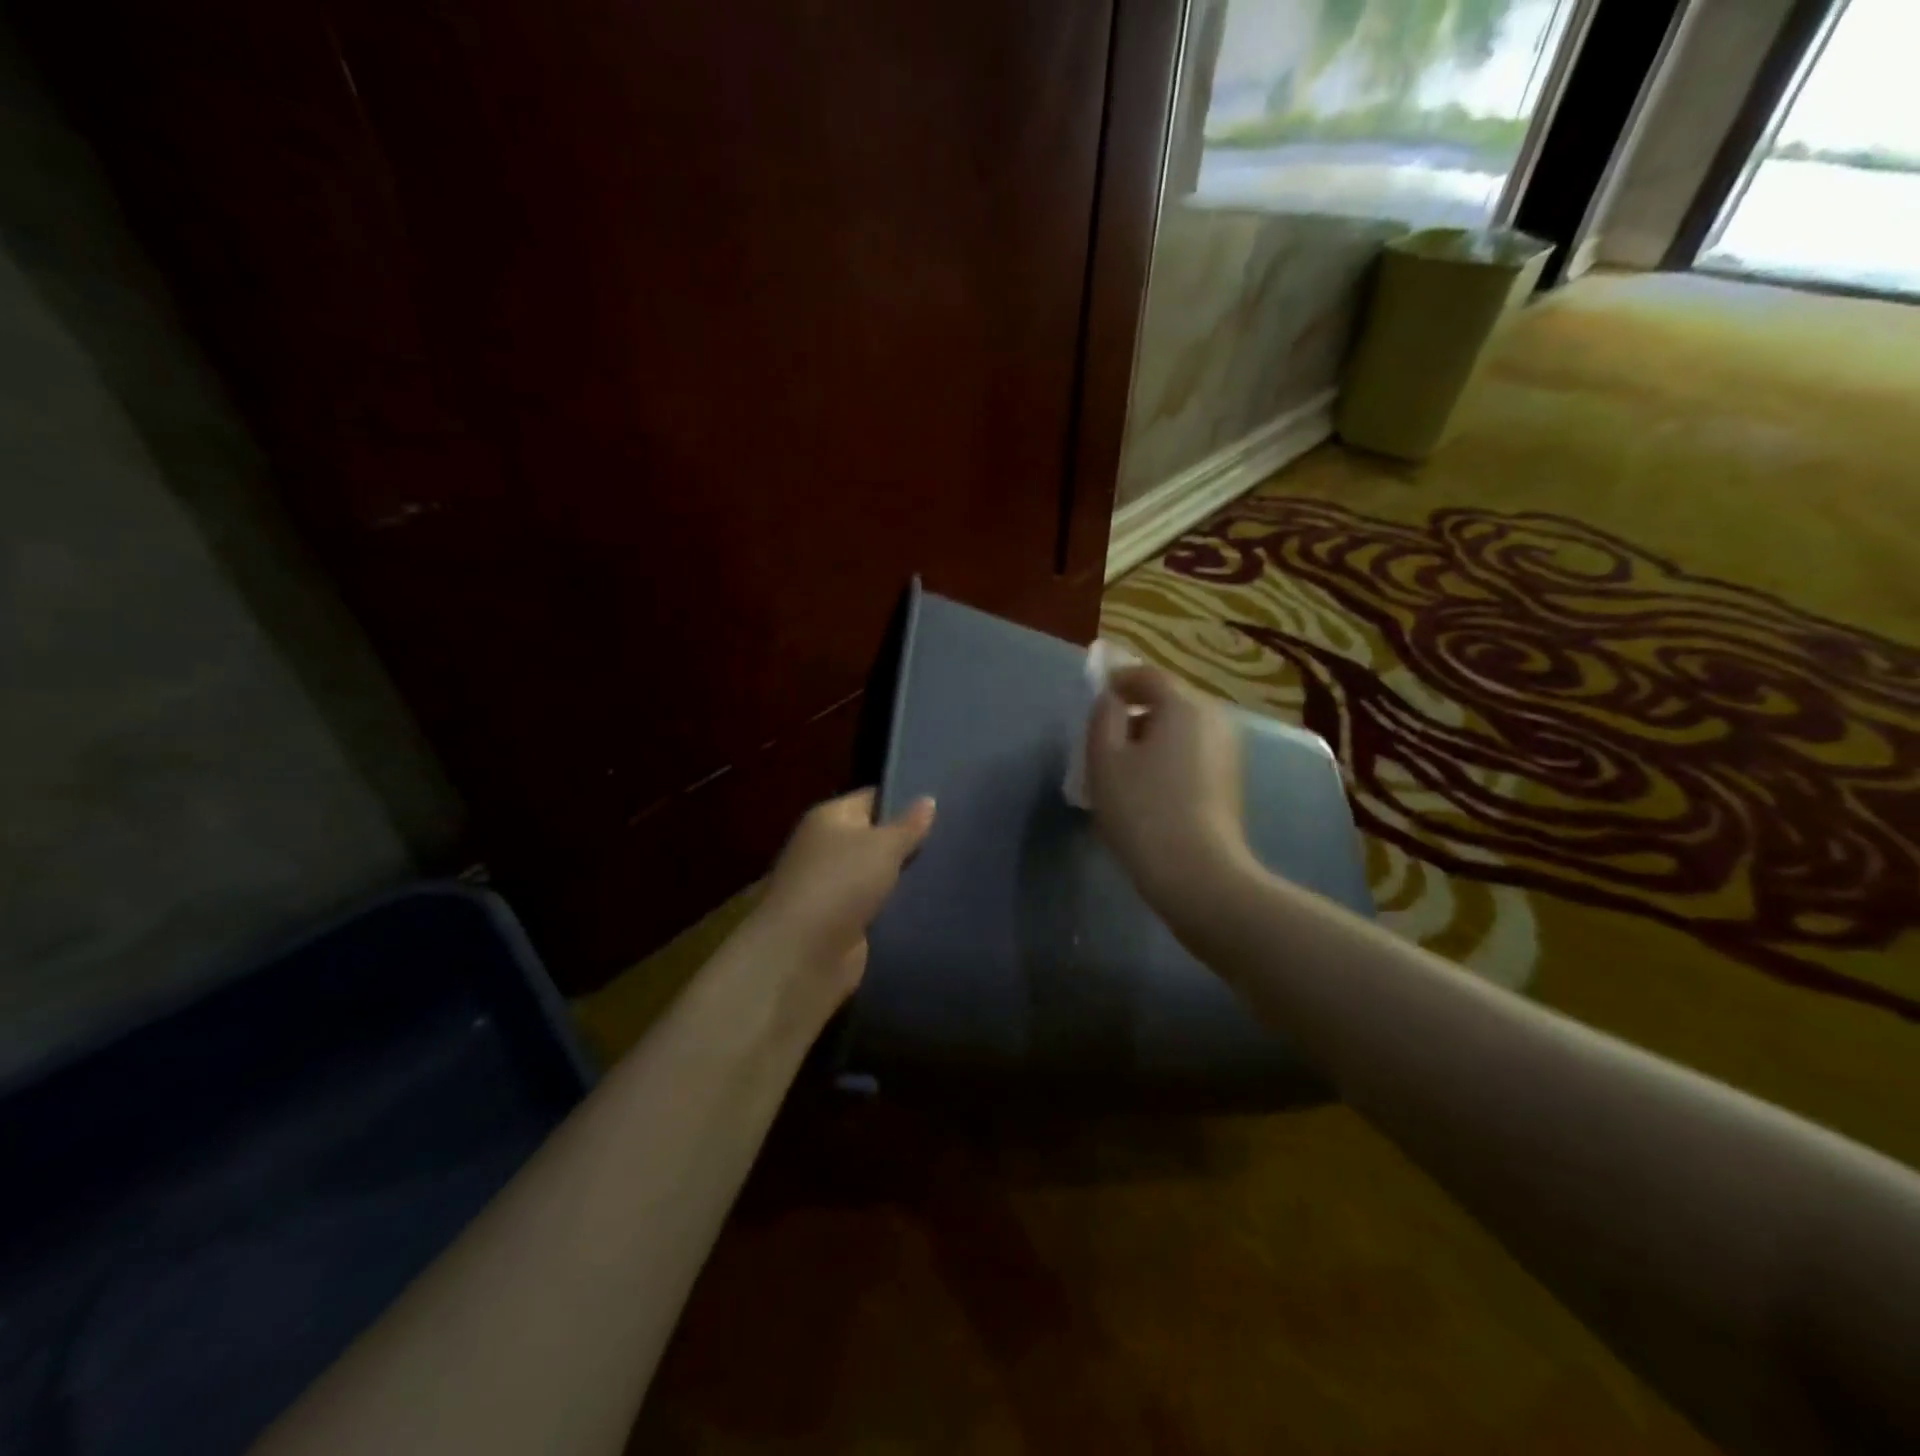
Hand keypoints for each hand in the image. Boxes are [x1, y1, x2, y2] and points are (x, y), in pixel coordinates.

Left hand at [755, 788, 935, 1003]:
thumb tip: (928, 799)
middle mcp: (827, 848)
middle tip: (954, 839)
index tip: (945, 805)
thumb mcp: (884, 845)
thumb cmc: (842, 882)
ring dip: (905, 877)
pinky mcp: (842, 921)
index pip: (872, 798)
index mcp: (829, 818)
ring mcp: (833, 887)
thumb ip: (909, 825)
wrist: (806, 953)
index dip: (905, 800)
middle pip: (876, 838)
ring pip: (879, 874)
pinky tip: (931, 903)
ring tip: (951, 870)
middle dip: (909, 841)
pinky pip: (877, 905)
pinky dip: (897, 906)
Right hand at [1086, 665, 1252, 920]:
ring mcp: (1228, 751)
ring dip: (1151, 738)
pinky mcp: (1231, 781)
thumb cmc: (1143, 810)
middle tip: (1104, 738)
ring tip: (1122, 767)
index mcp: (1185, 706)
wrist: (1196, 874)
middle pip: (1169, 701)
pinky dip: (1168, 758)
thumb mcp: (1104, 759)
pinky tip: (1148, 789)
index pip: (1149, 676)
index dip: (1120, 680)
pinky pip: (1192, 753)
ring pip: (1181, 730)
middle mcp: (1215, 719)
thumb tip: (1112, 701)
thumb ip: (1103, 717)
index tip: (1098, 696)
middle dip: (1135, 712)